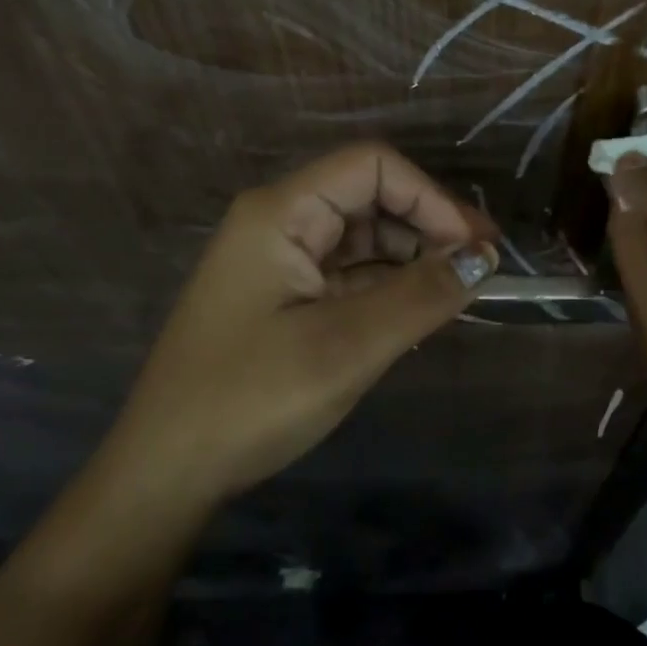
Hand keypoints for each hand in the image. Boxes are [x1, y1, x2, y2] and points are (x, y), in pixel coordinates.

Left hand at [97, 143, 497, 526]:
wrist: (163, 478)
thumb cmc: (249, 401)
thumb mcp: (346, 347)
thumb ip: (421, 295)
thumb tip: (483, 258)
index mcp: (282, 212)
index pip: (373, 167)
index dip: (431, 197)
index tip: (475, 248)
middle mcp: (280, 222)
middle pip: (371, 196)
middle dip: (429, 226)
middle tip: (481, 270)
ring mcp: (280, 259)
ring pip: (365, 236)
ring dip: (413, 258)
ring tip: (458, 294)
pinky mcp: (285, 295)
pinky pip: (350, 272)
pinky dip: (390, 286)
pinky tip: (420, 312)